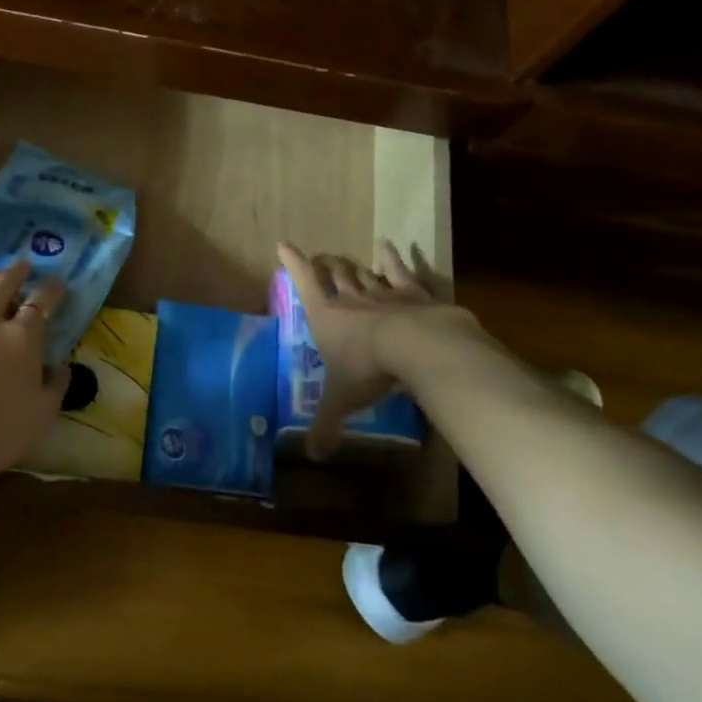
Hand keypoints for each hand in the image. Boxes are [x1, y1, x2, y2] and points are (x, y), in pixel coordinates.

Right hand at [276, 240, 483, 458]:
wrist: (417, 346)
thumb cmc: (369, 369)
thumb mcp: (343, 400)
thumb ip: (326, 425)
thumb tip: (313, 456)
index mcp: (326, 316)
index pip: (304, 282)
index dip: (293, 263)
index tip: (284, 244)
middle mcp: (351, 298)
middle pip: (335, 274)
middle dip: (327, 265)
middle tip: (323, 258)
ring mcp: (382, 292)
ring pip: (363, 272)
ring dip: (354, 265)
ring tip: (348, 257)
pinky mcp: (413, 292)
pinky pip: (399, 271)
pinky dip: (392, 258)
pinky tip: (388, 247)